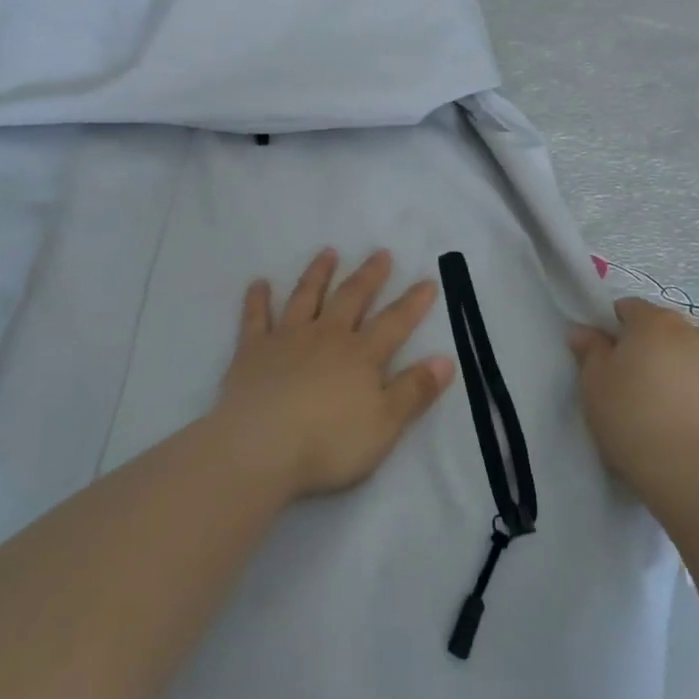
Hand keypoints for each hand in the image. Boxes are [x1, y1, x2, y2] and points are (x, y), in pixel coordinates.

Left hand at [215, 249, 455, 500]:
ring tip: (328, 252)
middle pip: (351, 298)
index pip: (395, 322)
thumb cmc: (329, 443)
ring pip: (306, 297)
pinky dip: (257, 299)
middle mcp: (326, 336)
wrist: (260, 447)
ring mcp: (287, 339)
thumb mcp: (385, 424)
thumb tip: (446, 359)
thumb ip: (415, 390)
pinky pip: (256, 317)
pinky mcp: (252, 350)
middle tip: (380, 253)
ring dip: (318, 273)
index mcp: (361, 355)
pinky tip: (259, 283)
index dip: (413, 302)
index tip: (428, 280)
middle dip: (369, 275)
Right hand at [568, 298, 698, 497]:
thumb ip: (589, 349)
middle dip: (650, 348)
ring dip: (679, 371)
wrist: (690, 472)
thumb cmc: (630, 416)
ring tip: (664, 409)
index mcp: (655, 322)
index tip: (606, 356)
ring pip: (694, 359)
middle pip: (665, 331)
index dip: (614, 328)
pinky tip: (689, 429)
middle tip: (633, 383)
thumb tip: (584, 331)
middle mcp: (695, 334)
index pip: (629, 308)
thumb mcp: (593, 381)